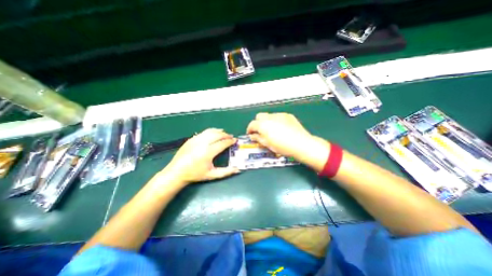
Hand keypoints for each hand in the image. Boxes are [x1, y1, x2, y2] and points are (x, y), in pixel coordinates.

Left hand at [163, 128, 238, 183]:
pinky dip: (211, 131)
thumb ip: (226, 172)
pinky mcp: (191, 139)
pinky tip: (214, 133)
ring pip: (210, 131)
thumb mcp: (212, 175)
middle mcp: (202, 143)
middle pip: (217, 135)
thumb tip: (238, 169)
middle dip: (226, 135)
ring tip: (224, 133)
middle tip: (231, 137)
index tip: (235, 140)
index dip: (230, 141)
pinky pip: (204, 132)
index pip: (222, 143)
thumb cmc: (195, 174)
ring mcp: (196, 140)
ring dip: (219, 131)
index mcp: (208, 152)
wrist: (177, 172)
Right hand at [246, 113, 330, 169]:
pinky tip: (281, 128)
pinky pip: (278, 116)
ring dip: (267, 121)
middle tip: (260, 131)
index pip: (252, 124)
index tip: (250, 134)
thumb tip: (253, 136)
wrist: (301, 144)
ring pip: (269, 115)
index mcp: (263, 125)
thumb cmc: (282, 146)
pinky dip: (276, 121)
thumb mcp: (267, 144)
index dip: (249, 129)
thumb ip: (258, 138)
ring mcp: (279, 115)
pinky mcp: (287, 116)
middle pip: (259, 116)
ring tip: (272, 130)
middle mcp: (270, 117)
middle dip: (258, 123)